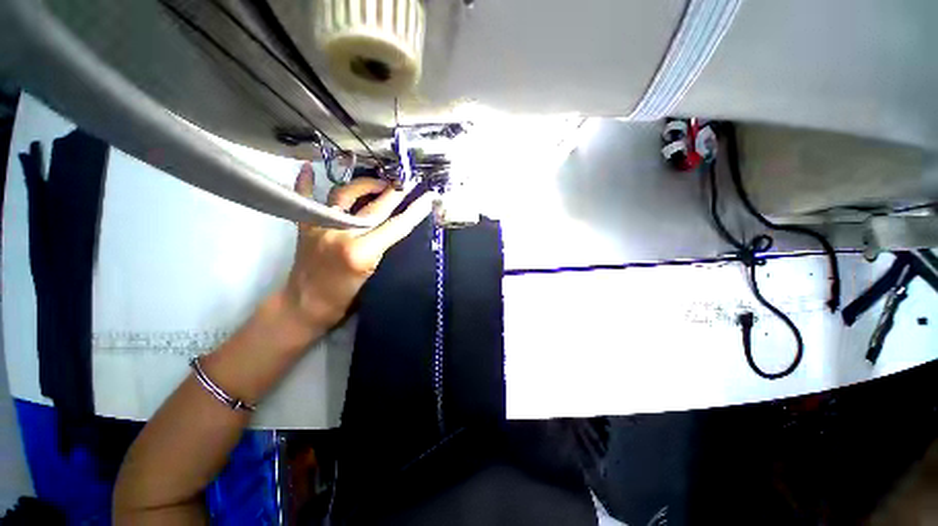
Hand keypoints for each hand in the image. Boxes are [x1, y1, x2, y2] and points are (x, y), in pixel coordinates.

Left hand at [282, 162, 432, 329]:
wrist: (305, 307)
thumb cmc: (343, 298)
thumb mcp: (373, 277)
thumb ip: (384, 250)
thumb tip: (397, 228)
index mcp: (360, 252)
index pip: (395, 227)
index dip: (414, 212)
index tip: (427, 198)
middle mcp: (340, 233)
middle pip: (374, 207)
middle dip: (395, 192)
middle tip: (408, 181)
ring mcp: (320, 226)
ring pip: (344, 195)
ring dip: (364, 185)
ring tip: (379, 182)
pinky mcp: (305, 226)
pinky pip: (304, 199)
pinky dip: (305, 183)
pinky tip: (309, 168)